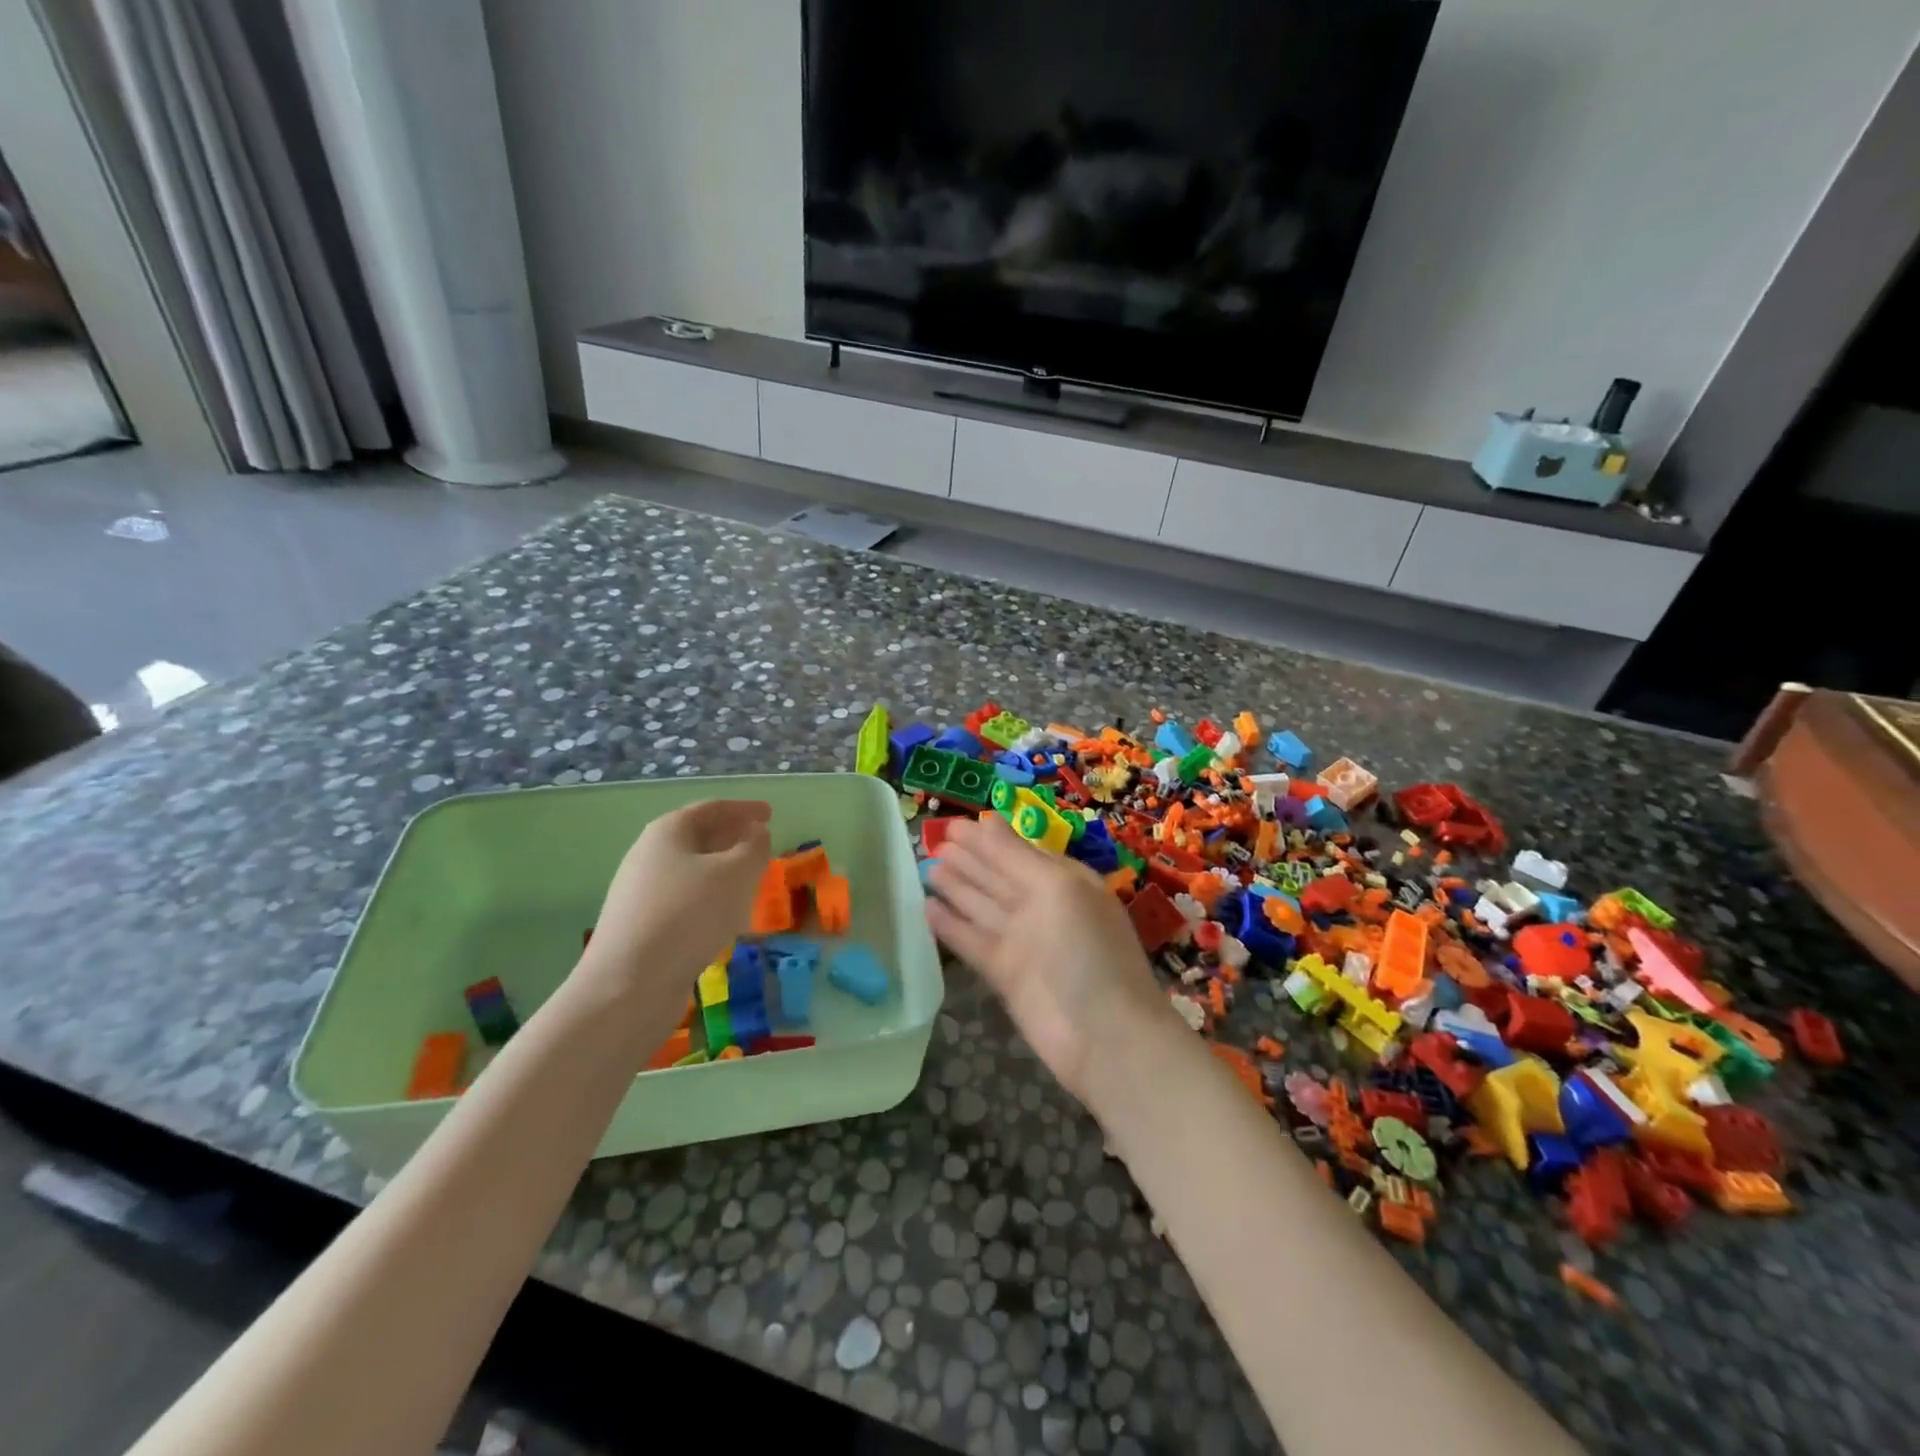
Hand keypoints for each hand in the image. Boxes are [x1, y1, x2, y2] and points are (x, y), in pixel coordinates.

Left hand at [579, 800, 771, 1003]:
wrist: (628, 985)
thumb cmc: (688, 915)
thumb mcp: (735, 874)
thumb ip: (754, 847)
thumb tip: (756, 833)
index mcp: (668, 832)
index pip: (712, 809)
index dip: (744, 809)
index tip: (770, 813)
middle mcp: (648, 855)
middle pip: (697, 837)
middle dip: (731, 838)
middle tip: (761, 844)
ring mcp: (641, 893)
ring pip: (691, 870)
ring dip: (722, 870)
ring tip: (750, 880)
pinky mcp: (641, 926)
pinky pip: (683, 899)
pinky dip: (709, 897)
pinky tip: (726, 917)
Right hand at [926, 814, 1173, 1107]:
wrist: (1105, 1038)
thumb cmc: (1088, 950)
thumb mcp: (1057, 890)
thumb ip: (1015, 856)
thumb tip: (985, 820)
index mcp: (1063, 881)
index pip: (1018, 851)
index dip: (986, 838)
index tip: (951, 824)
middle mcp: (1042, 907)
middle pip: (996, 876)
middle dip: (967, 858)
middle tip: (931, 840)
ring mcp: (1023, 942)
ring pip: (981, 906)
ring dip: (955, 886)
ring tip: (925, 867)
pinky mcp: (1004, 974)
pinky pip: (972, 941)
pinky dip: (950, 926)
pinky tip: (926, 908)